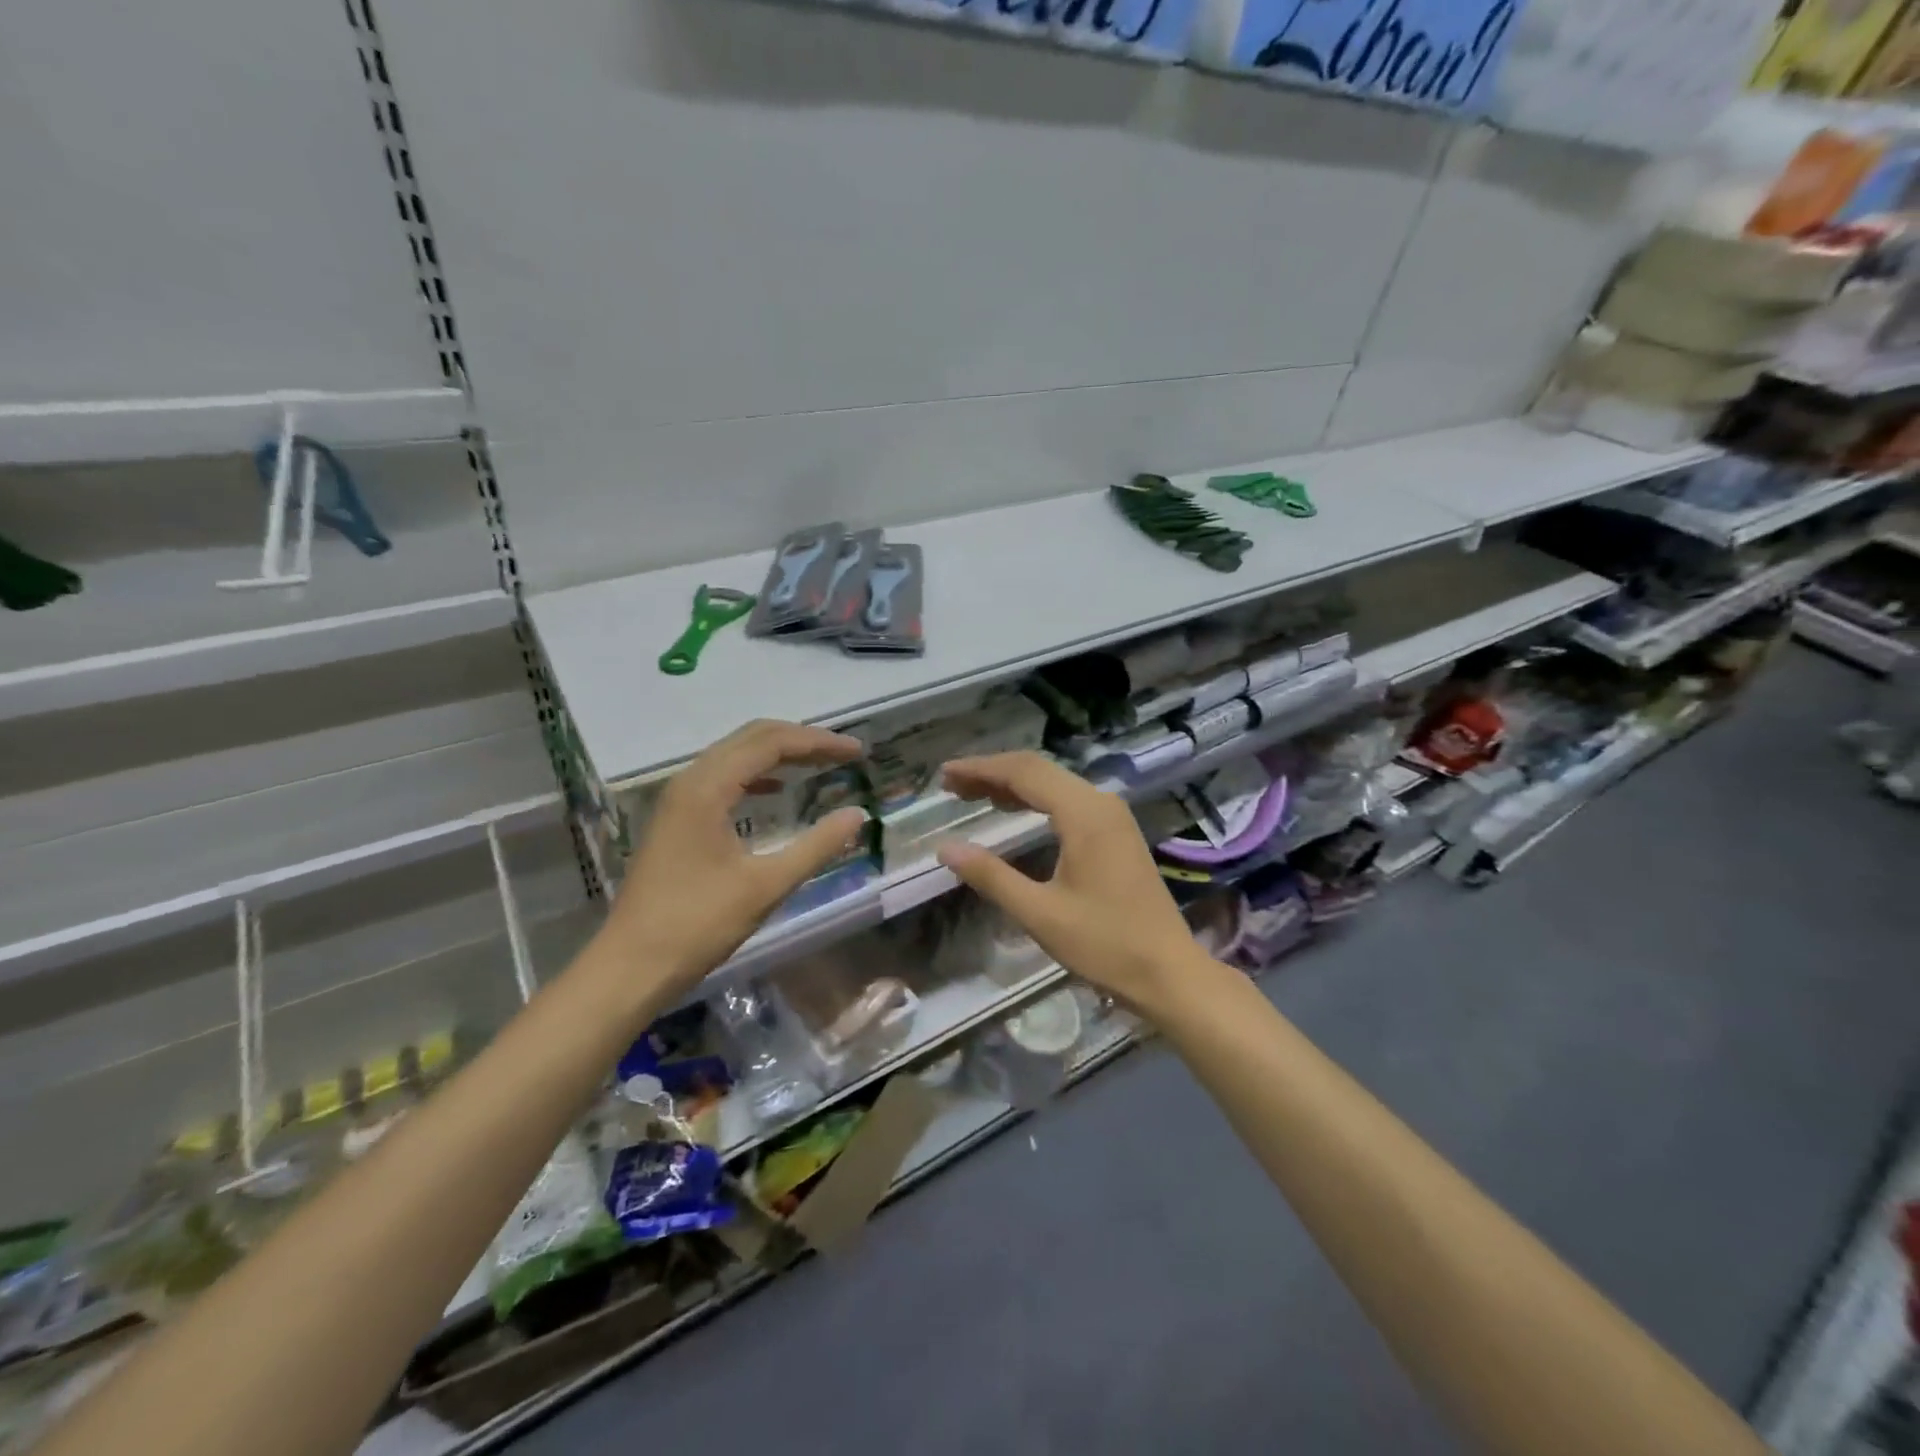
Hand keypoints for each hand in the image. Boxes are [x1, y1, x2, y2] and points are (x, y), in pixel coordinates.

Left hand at [600, 720, 867, 1000]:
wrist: (631, 966)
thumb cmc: (698, 924)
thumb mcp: (767, 886)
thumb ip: (816, 846)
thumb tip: (857, 815)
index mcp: (708, 788)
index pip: (771, 743)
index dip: (818, 742)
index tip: (857, 752)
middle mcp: (690, 781)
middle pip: (752, 738)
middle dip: (801, 740)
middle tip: (843, 753)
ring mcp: (679, 799)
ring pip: (735, 755)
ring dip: (779, 753)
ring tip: (819, 764)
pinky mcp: (677, 819)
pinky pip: (723, 778)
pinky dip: (756, 774)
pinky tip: (777, 790)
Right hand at [936, 751, 1208, 1013]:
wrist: (1169, 972)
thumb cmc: (1105, 944)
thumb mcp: (1040, 914)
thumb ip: (991, 876)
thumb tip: (946, 847)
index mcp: (1084, 814)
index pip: (1023, 773)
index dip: (980, 769)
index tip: (944, 775)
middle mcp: (1100, 803)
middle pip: (1039, 770)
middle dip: (992, 773)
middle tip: (951, 785)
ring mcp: (1112, 816)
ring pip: (1054, 783)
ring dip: (1013, 785)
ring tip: (972, 794)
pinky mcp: (1117, 832)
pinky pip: (1068, 800)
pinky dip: (1035, 799)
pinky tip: (1013, 811)